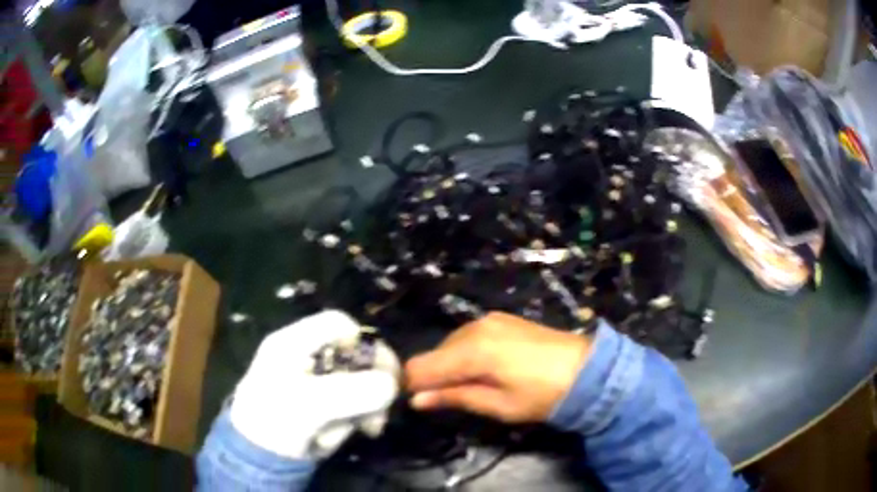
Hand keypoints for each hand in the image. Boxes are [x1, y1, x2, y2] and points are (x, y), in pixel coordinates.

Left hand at [230, 310, 399, 459]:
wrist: (261, 459)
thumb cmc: (275, 423)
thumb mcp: (309, 406)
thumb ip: (351, 392)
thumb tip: (391, 384)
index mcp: (294, 342)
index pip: (337, 322)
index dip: (361, 341)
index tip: (374, 372)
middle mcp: (308, 355)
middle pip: (356, 352)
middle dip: (373, 382)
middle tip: (383, 408)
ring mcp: (319, 378)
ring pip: (363, 379)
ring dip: (370, 404)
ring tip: (366, 428)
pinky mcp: (328, 400)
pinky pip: (359, 399)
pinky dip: (365, 415)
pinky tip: (362, 430)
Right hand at [405, 312, 592, 422]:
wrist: (587, 370)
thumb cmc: (542, 395)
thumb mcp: (498, 405)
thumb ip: (454, 398)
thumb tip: (417, 400)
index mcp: (472, 351)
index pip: (420, 367)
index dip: (413, 386)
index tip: (421, 403)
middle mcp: (474, 328)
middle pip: (433, 354)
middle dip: (433, 377)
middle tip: (450, 400)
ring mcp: (488, 319)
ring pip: (449, 344)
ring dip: (450, 365)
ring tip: (473, 385)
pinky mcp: (500, 318)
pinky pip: (467, 336)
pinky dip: (465, 354)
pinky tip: (485, 368)